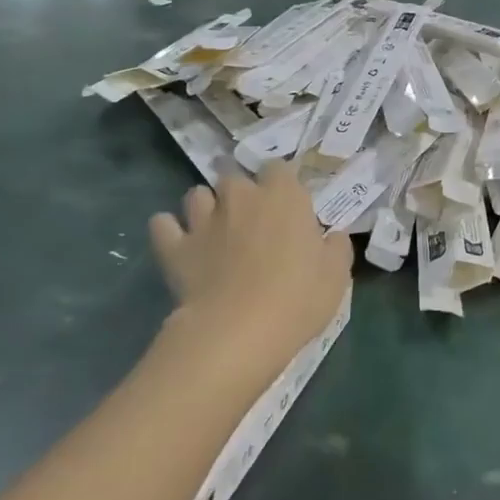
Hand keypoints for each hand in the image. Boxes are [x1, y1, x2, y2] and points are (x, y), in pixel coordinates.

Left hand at [148, 164, 353, 370]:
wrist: (239, 331)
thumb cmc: (298, 297)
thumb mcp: (336, 274)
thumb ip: (336, 246)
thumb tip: (332, 235)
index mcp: (284, 196)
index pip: (279, 167)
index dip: (280, 182)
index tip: (286, 203)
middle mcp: (241, 197)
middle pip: (234, 176)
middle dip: (240, 192)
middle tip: (250, 219)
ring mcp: (203, 220)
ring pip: (196, 194)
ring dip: (205, 206)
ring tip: (213, 228)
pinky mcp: (174, 247)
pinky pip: (162, 224)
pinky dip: (169, 229)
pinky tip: (178, 242)